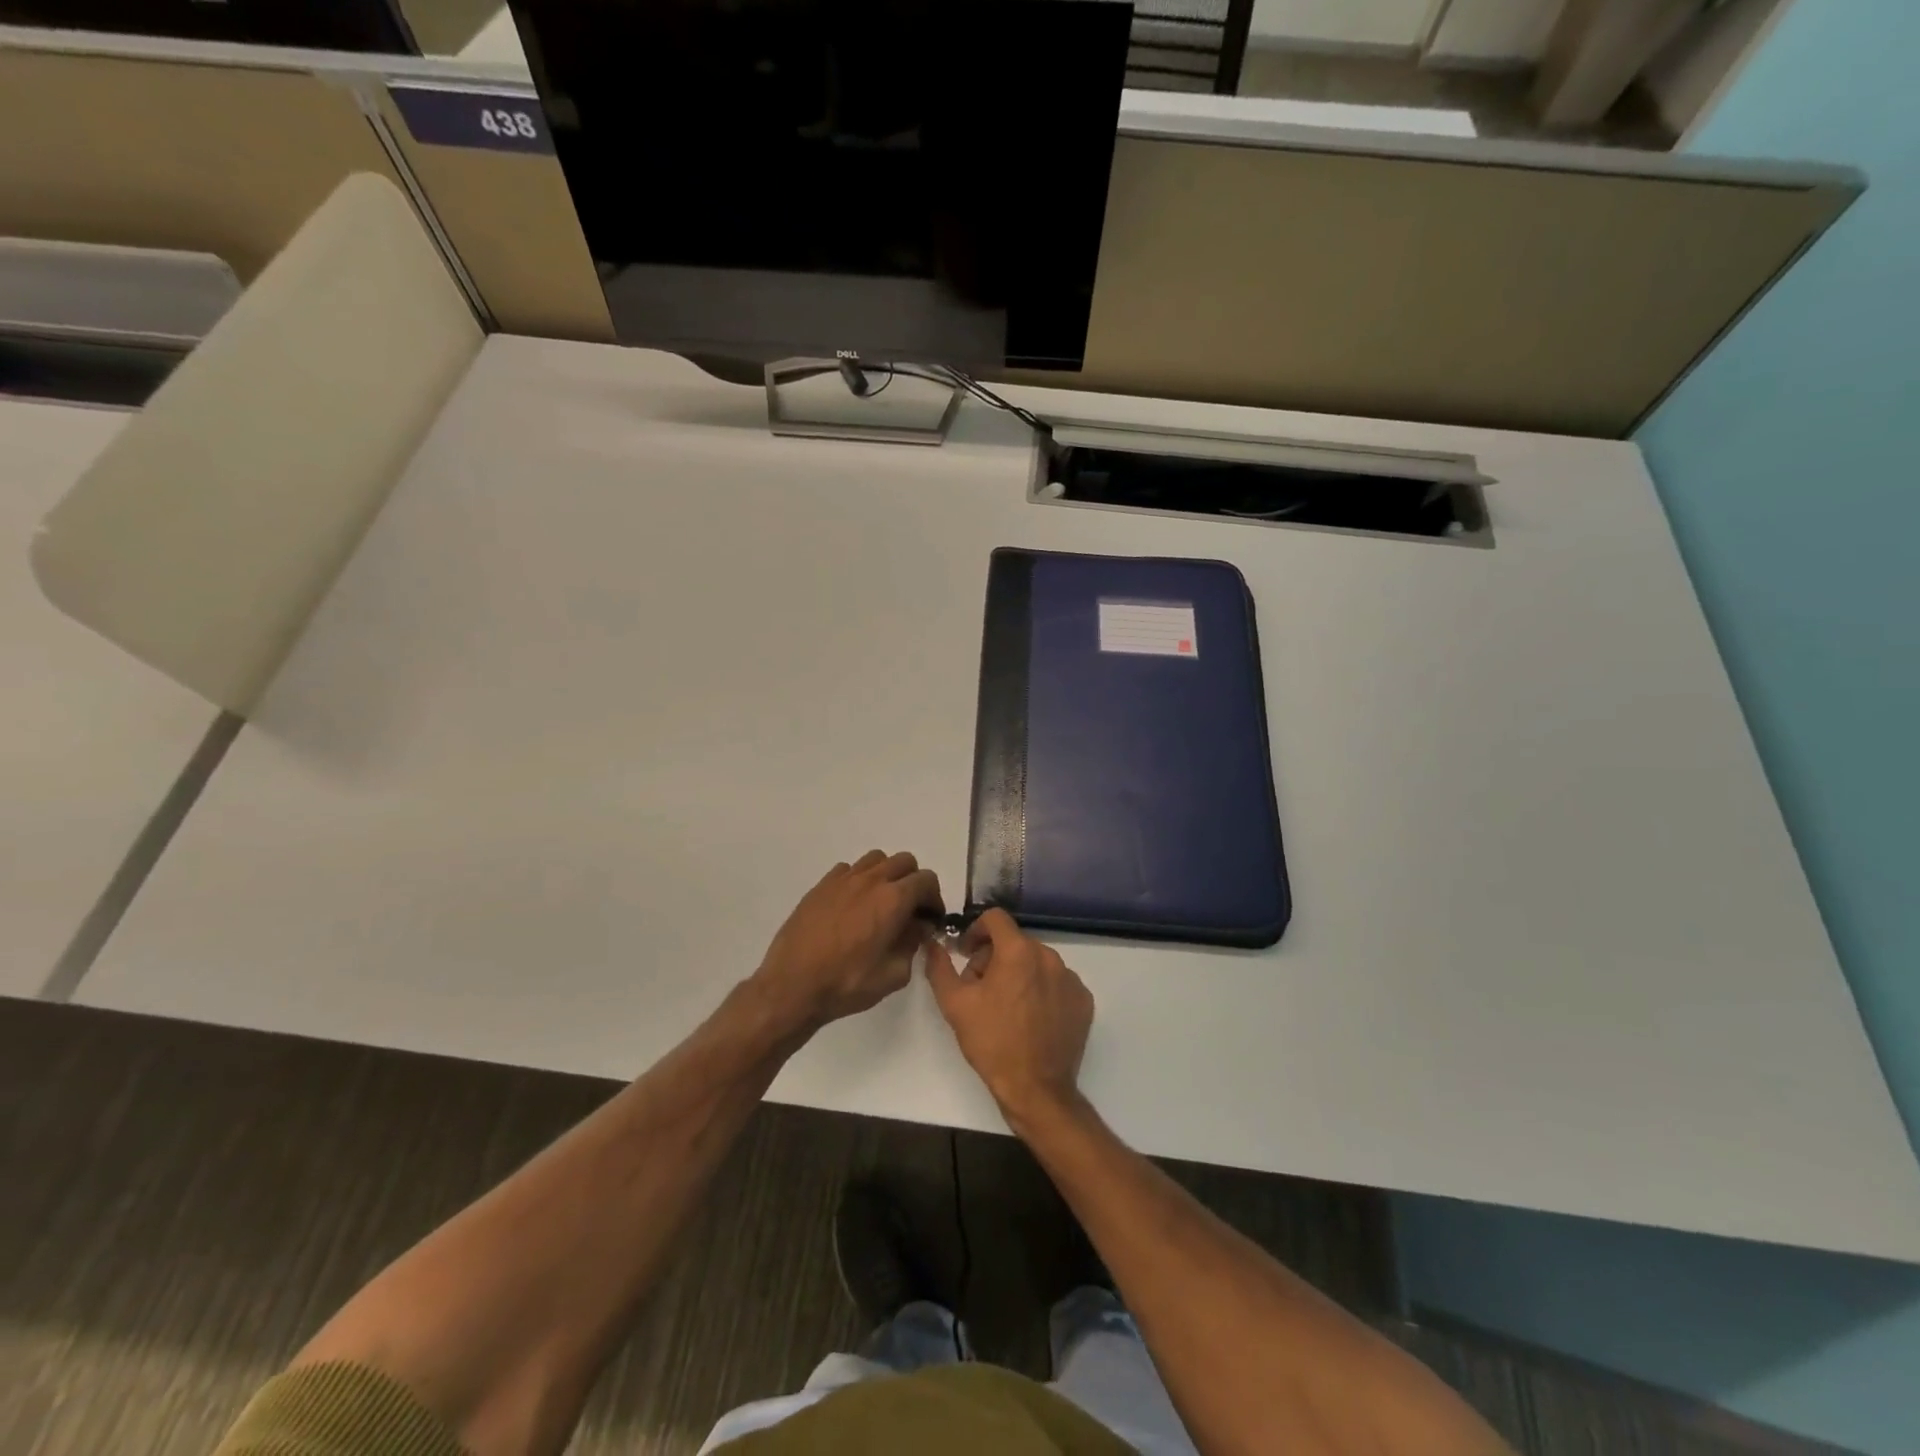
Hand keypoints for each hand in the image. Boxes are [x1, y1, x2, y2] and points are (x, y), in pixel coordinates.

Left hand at [753, 851, 942, 1030]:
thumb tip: (918, 927)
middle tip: (909, 910)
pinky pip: (848, 870)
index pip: (926, 880)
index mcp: (893, 900)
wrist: (792, 986)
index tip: (929, 919)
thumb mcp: (893, 974)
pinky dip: (859, 880)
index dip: (934, 899)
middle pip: (904, 862)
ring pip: (876, 859)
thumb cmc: (847, 984)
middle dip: (913, 882)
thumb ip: (912, 944)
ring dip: (886, 875)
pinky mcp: (821, 886)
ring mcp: (843, 880)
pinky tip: (852, 906)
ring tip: (880, 903)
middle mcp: (870, 880)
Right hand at [926, 909, 1093, 1125]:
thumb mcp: (954, 1004)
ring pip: (1037, 961)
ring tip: (1005, 1006)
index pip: (995, 918)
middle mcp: (1049, 956)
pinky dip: (1041, 990)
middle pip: (1015, 942)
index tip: (966, 953)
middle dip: (994, 957)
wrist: (1036, 1089)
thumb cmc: (992, 1042)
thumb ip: (940, 967)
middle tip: (980, 988)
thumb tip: (933, 944)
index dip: (976, 930)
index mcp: (1018, 951)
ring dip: (1018, 973)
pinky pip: (1057, 982)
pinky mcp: (1083, 1000)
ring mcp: (1070, 979)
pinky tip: (1030, 1017)